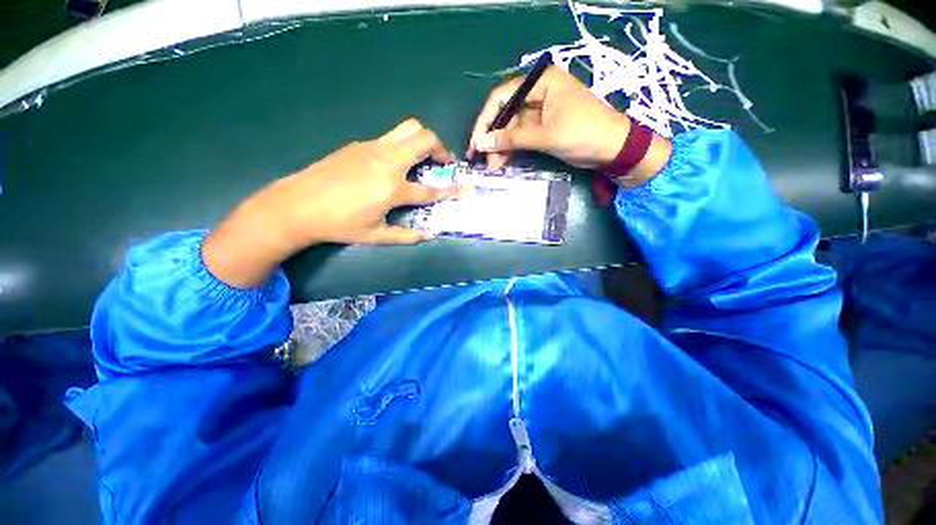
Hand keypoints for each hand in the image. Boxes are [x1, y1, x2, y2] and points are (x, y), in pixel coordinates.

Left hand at [203, 119, 457, 287]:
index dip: (450, 191)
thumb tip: (430, 236)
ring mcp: (372, 148)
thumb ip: (406, 236)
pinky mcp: (359, 144)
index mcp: (393, 188)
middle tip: (443, 162)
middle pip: (424, 138)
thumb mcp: (376, 236)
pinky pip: (389, 137)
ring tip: (423, 157)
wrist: (297, 205)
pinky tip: (393, 164)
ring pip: (407, 128)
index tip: (464, 190)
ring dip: (422, 140)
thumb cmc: (340, 224)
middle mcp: (387, 161)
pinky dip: (401, 146)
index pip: (430, 190)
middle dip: (441, 148)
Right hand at [467, 66, 670, 183]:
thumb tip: (482, 143)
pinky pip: (521, 138)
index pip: (503, 97)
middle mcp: (538, 93)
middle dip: (493, 138)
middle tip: (480, 159)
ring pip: (512, 129)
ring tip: (491, 167)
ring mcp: (540, 112)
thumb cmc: (584, 133)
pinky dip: (511, 150)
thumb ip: (512, 138)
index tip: (476, 142)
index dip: (486, 120)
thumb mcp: (546, 136)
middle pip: (506, 114)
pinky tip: (501, 163)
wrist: (613, 149)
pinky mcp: (543, 129)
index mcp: (542, 83)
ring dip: (500, 148)